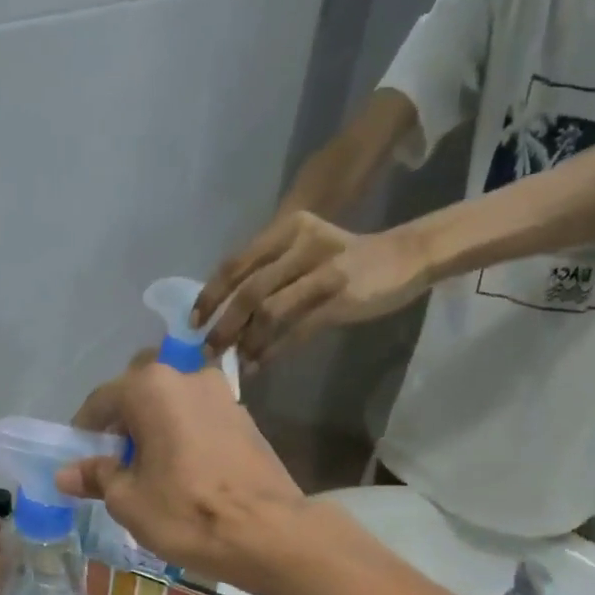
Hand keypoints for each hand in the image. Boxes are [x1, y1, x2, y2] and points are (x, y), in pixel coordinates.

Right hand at [57, 362, 305, 589]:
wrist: (270, 534)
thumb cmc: (188, 514)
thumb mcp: (129, 501)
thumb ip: (97, 477)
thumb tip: (66, 473)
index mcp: (152, 387)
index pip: (102, 401)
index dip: (85, 431)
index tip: (79, 460)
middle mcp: (189, 377)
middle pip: (141, 395)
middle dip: (124, 426)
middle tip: (117, 467)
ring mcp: (224, 396)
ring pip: (174, 407)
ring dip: (156, 431)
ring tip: (151, 474)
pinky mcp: (247, 420)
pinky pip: (200, 421)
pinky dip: (184, 439)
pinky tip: (184, 475)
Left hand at [192, 211, 431, 364]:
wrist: (401, 260)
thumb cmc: (344, 261)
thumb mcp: (304, 254)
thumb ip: (269, 275)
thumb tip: (228, 314)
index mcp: (287, 229)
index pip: (237, 263)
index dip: (210, 294)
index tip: (194, 322)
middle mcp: (301, 244)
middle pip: (249, 289)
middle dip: (223, 325)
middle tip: (208, 351)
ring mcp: (321, 271)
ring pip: (269, 311)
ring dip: (246, 341)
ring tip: (235, 361)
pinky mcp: (339, 298)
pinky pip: (295, 330)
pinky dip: (273, 350)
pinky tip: (259, 364)